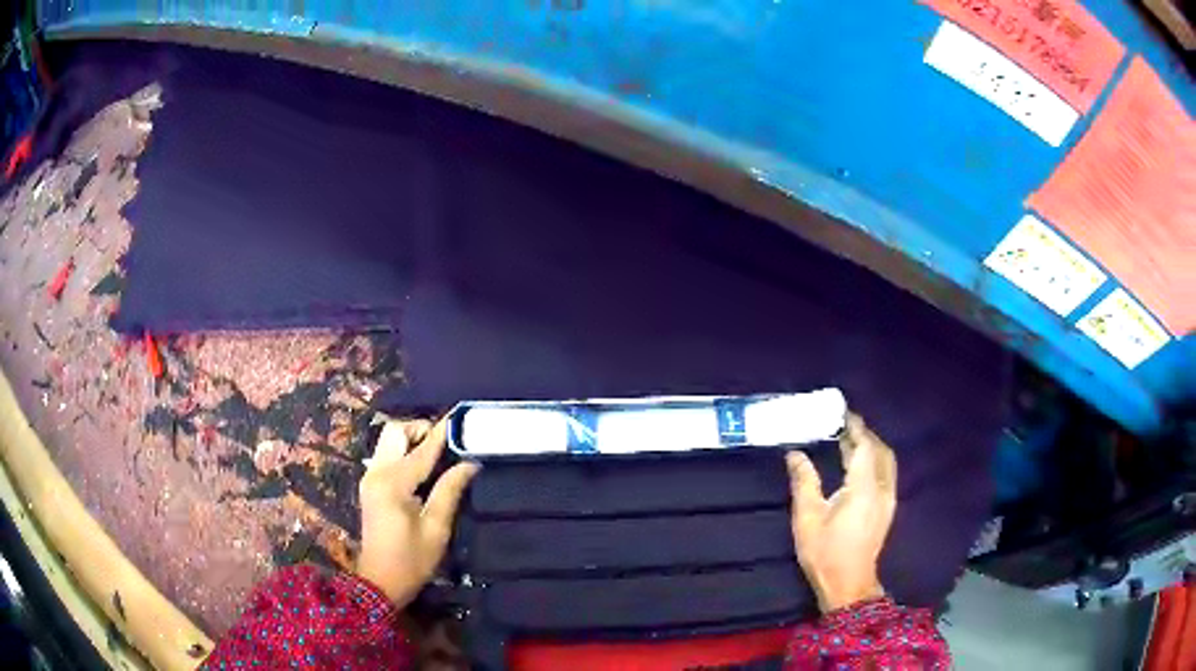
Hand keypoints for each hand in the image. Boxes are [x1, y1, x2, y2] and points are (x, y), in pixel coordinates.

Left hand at [356, 419, 479, 608]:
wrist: (379, 581)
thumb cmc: (411, 560)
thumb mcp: (436, 529)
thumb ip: (450, 491)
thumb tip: (470, 463)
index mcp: (393, 483)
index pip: (422, 449)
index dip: (443, 432)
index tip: (460, 416)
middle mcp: (377, 472)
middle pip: (395, 431)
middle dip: (421, 429)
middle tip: (447, 443)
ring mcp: (369, 477)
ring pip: (388, 440)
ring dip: (411, 438)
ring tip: (438, 453)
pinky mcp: (369, 485)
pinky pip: (386, 454)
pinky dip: (404, 451)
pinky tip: (423, 467)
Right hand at [786, 413, 895, 612]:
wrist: (848, 584)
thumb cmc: (825, 552)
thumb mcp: (807, 517)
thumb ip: (804, 481)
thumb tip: (795, 453)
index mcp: (864, 488)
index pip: (865, 446)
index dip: (855, 427)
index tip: (842, 412)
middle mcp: (882, 489)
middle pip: (880, 450)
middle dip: (864, 434)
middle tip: (843, 425)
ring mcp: (888, 499)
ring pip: (886, 462)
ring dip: (871, 447)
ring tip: (849, 441)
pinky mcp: (887, 509)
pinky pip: (885, 474)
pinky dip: (874, 461)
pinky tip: (858, 466)